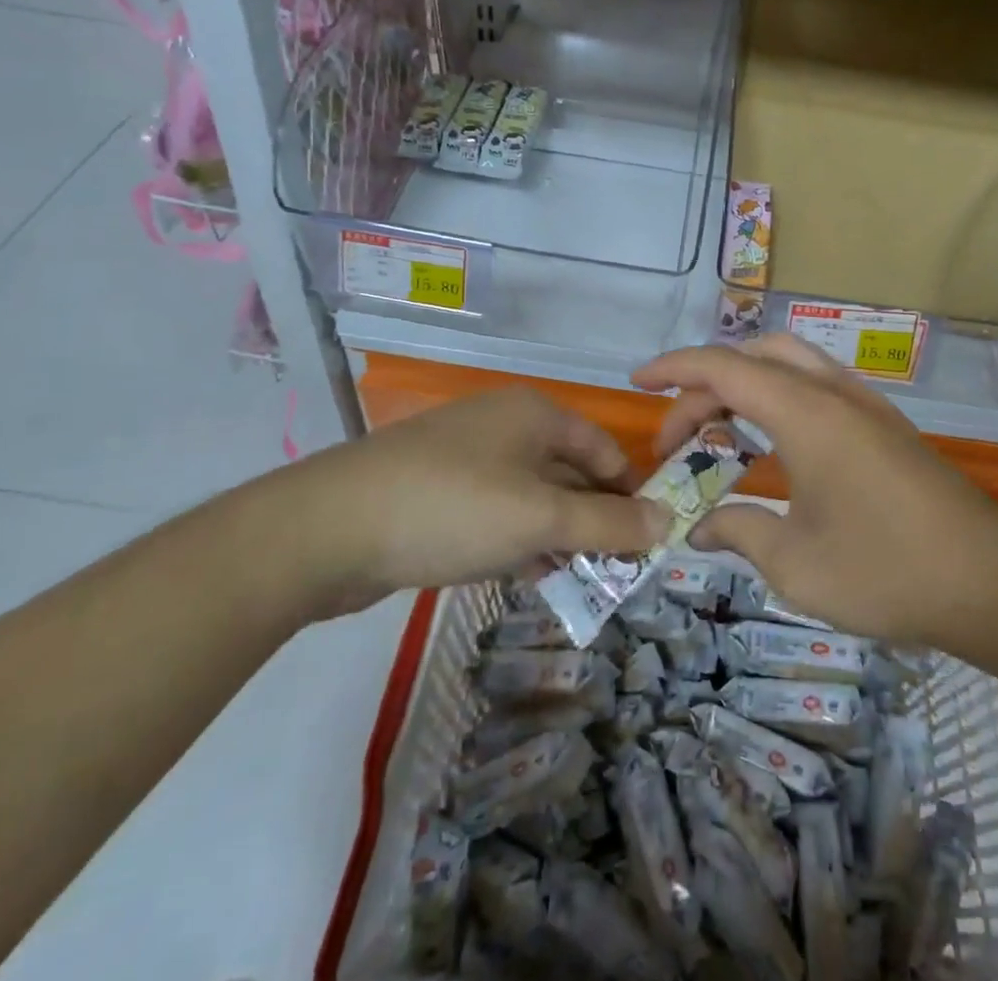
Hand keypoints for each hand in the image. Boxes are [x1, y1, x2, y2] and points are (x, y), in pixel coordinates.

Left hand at [265, 389, 667, 614]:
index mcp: (535, 414)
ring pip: (532, 498)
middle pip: (569, 473)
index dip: (629, 493)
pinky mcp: (437, 493)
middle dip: (593, 522)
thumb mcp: (541, 516)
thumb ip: (608, 522)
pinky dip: (517, 541)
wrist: (330, 528)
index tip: (646, 544)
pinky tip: (525, 576)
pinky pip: (496, 514)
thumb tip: (668, 521)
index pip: (603, 449)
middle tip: (615, 574)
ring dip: (557, 537)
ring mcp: (466, 459)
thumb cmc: (453, 507)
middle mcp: (504, 426)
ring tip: (579, 582)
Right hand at [631, 335, 997, 648]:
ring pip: (789, 364)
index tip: (637, 383)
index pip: (724, 368)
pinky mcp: (883, 424)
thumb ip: (738, 531)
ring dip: (744, 384)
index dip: (674, 369)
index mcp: (806, 413)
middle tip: (678, 432)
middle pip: (754, 356)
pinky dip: (776, 397)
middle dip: (705, 383)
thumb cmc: (886, 571)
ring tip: (716, 430)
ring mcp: (864, 404)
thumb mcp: (795, 563)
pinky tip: (771, 443)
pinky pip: (815, 386)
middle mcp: (834, 393)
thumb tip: (698, 528)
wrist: (993, 584)